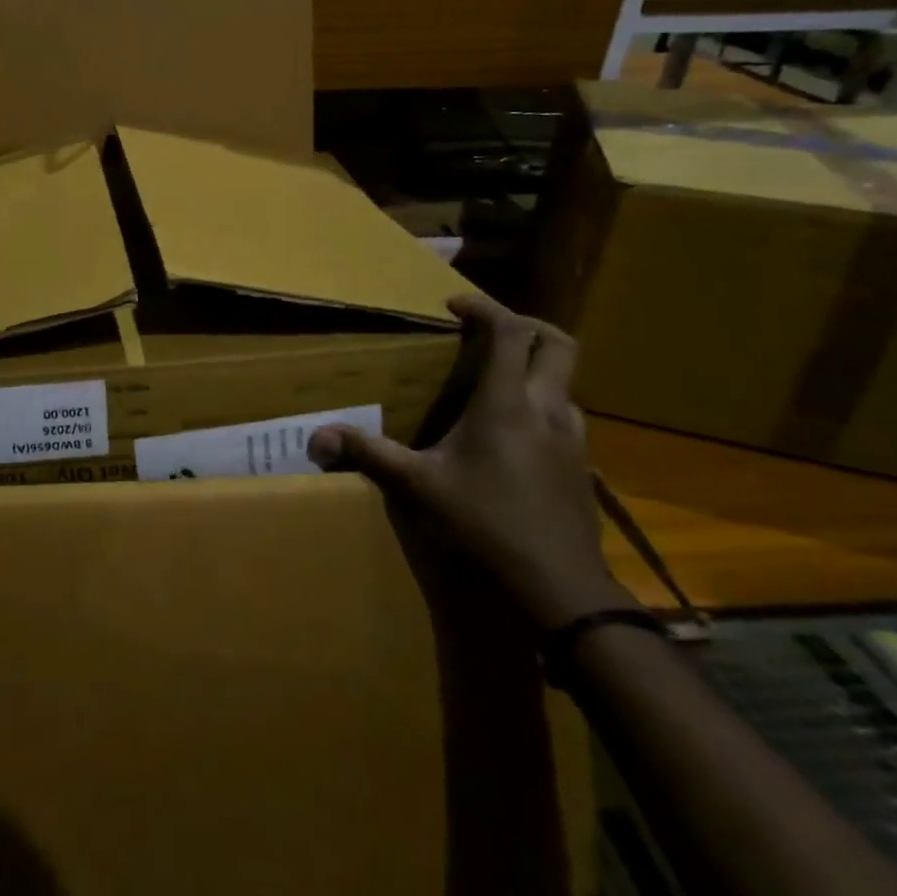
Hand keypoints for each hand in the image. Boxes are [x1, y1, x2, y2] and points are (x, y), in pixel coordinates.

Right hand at [308, 294, 633, 631]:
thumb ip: (368, 455)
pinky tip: (515, 435)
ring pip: (566, 383)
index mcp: (508, 404)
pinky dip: (542, 406)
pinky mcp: (582, 468)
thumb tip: (314, 439)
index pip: (510, 332)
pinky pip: (565, 416)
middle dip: (524, 325)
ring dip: (535, 369)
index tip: (453, 305)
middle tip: (486, 330)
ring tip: (497, 382)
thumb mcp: (418, 488)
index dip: (485, 307)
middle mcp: (548, 410)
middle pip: (557, 344)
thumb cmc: (486, 525)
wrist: (561, 590)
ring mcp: (573, 440)